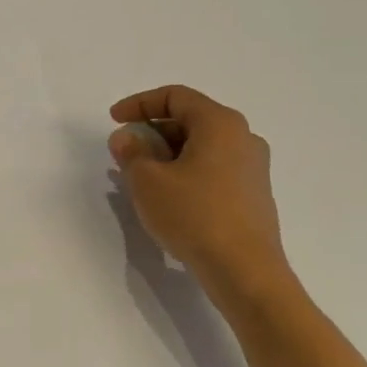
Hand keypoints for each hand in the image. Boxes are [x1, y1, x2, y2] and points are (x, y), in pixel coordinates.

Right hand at [109, 84, 292, 304]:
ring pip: (201, 146)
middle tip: (125, 150)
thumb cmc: (194, 215)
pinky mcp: (253, 194)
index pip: (175, 96)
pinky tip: (167, 195)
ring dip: (167, 153)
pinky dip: (185, 170)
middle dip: (152, 130)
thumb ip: (131, 152)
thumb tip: (126, 137)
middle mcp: (243, 137)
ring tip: (140, 175)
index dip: (139, 103)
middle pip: (190, 119)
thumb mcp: (147, 181)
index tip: (113, 120)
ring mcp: (252, 167)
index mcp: (220, 123)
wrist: (245, 270)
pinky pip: (212, 168)